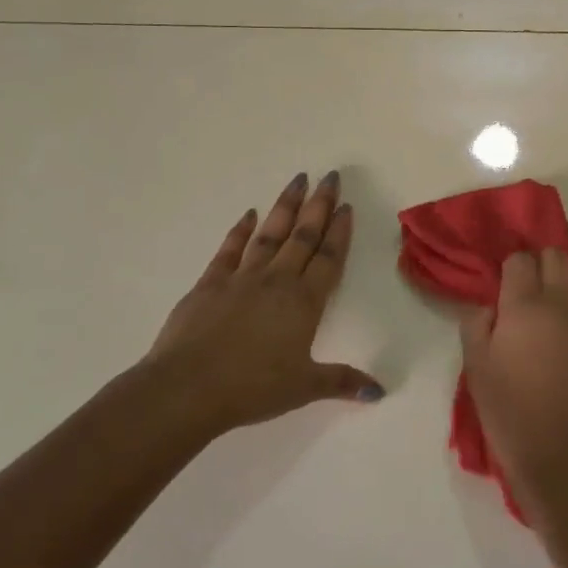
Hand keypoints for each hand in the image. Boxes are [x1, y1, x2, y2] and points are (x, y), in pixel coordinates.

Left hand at [146, 171, 382, 437]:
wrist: (187, 388)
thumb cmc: (252, 388)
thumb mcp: (304, 388)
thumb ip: (342, 382)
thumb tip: (379, 391)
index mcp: (304, 302)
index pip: (329, 257)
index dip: (340, 231)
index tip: (346, 205)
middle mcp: (277, 280)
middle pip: (303, 235)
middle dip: (318, 205)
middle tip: (329, 176)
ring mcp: (241, 277)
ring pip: (270, 233)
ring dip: (285, 206)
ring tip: (297, 180)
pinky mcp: (210, 283)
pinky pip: (230, 249)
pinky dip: (240, 230)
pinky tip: (248, 214)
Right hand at [460, 249, 567, 509]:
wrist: (560, 454)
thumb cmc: (509, 411)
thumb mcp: (476, 367)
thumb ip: (477, 324)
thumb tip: (488, 306)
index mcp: (524, 306)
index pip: (520, 260)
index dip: (511, 269)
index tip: (506, 288)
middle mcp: (563, 303)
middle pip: (556, 255)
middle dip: (541, 265)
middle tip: (531, 292)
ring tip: (560, 305)